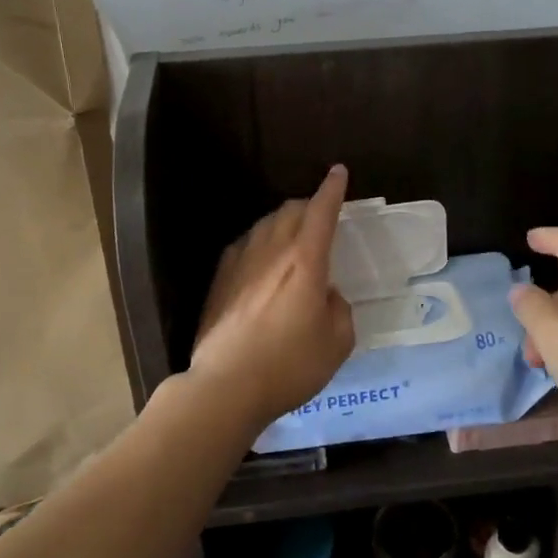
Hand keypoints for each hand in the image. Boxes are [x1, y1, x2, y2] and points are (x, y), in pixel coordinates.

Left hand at [191, 166, 354, 428]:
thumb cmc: (290, 366)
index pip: (321, 212)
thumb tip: (325, 295)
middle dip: (309, 205)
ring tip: (291, 237)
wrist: (226, 386)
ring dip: (283, 222)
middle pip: (290, 211)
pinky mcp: (219, 279)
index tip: (338, 172)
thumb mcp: (337, 343)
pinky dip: (260, 242)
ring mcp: (240, 262)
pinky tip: (261, 259)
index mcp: (305, 262)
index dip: (332, 190)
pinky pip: (244, 245)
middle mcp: (271, 252)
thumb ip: (338, 309)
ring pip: (265, 224)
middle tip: (320, 217)